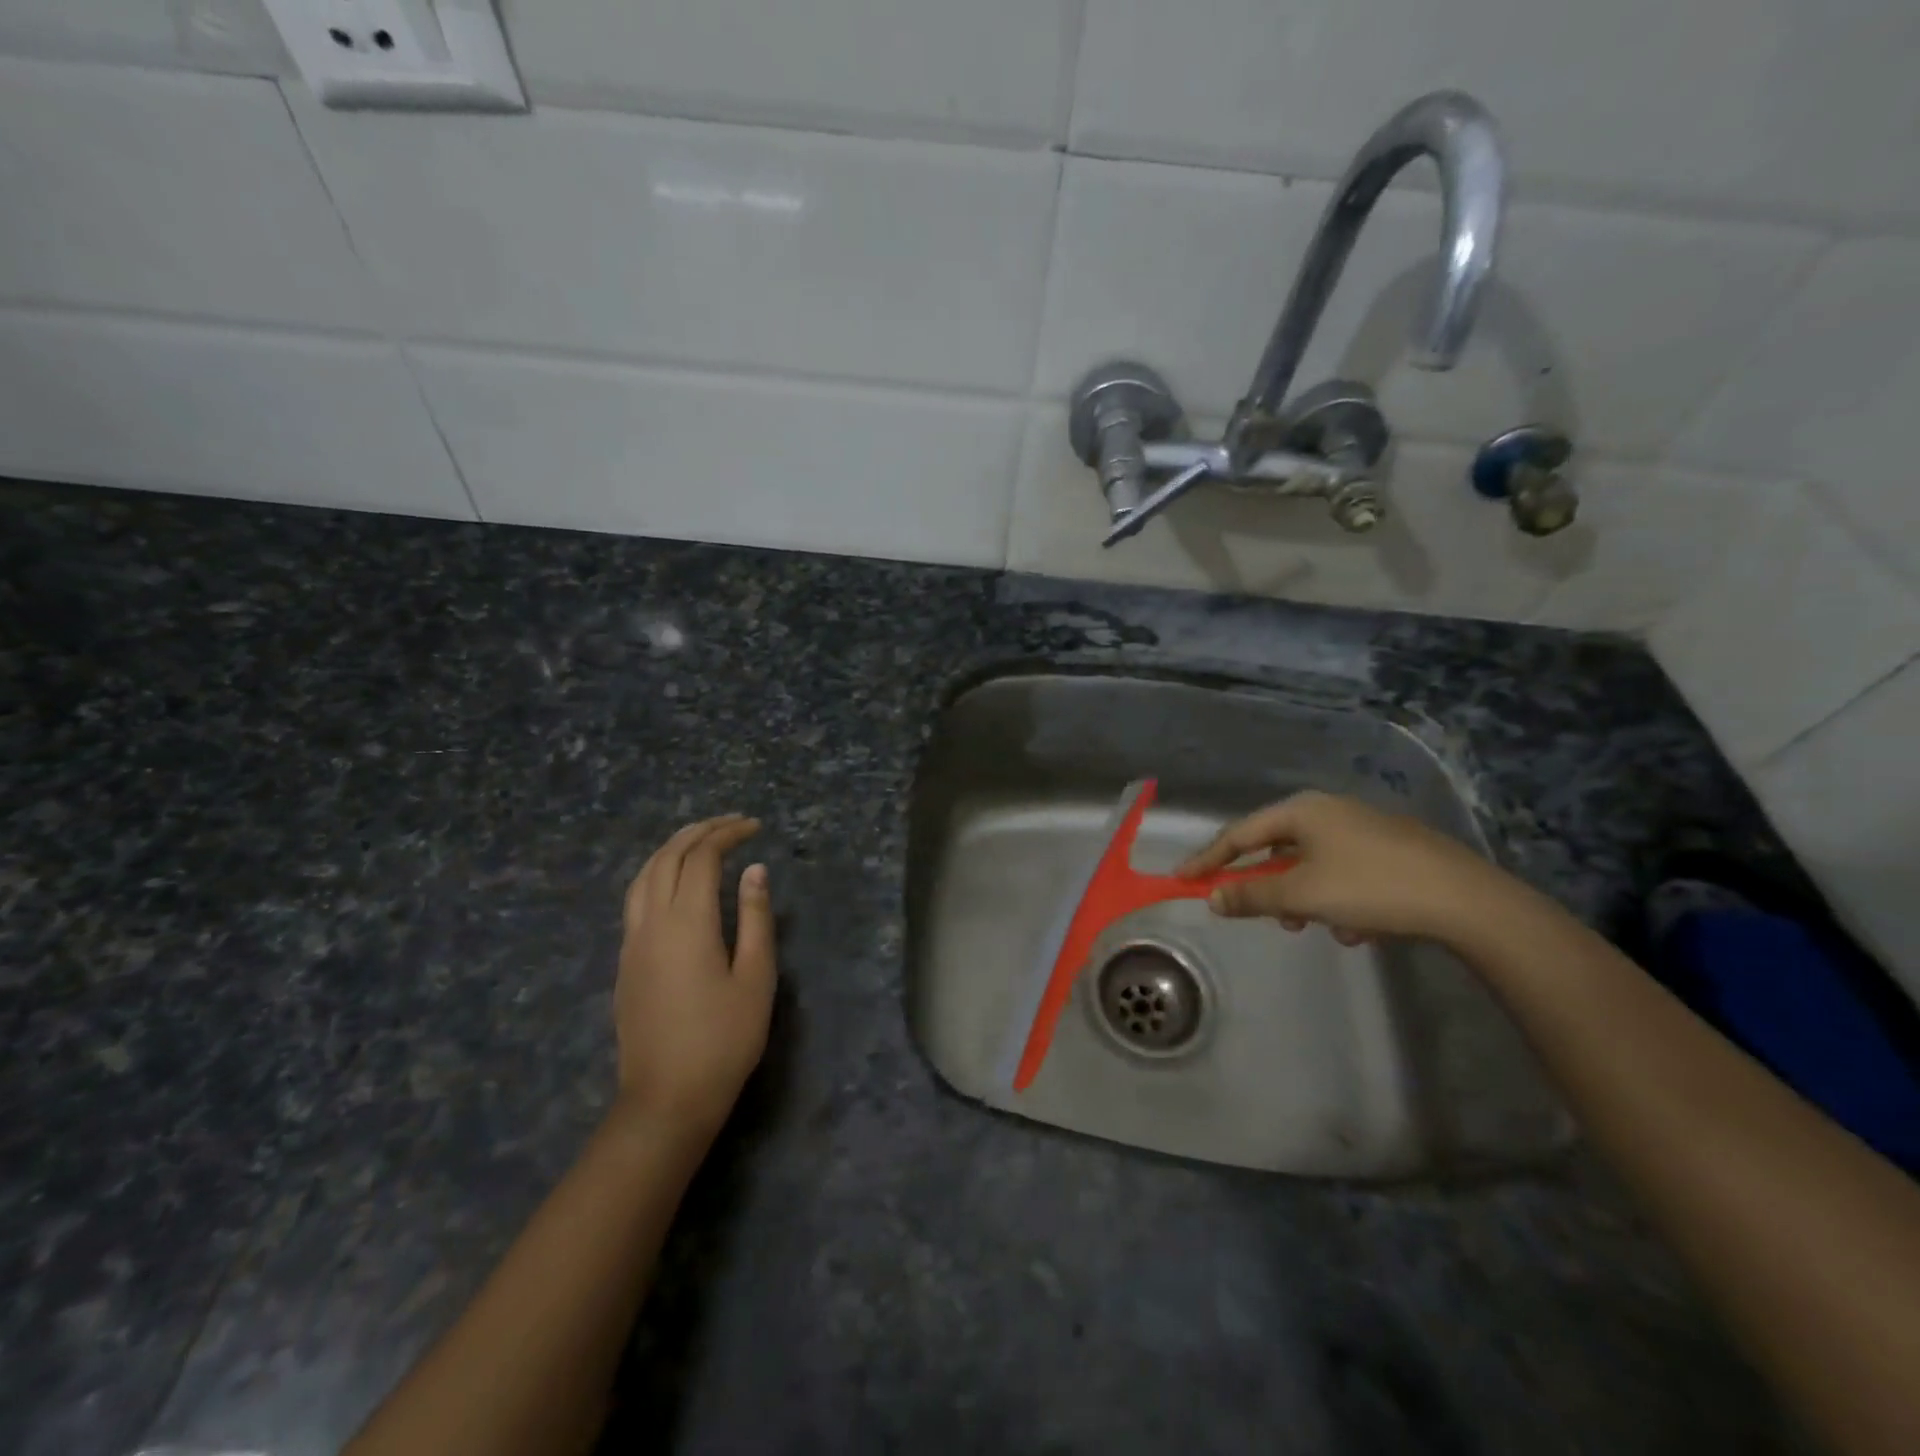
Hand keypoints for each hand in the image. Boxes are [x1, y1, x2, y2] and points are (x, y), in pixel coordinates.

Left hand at [614, 815, 776, 1140]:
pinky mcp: (625, 962)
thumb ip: (756, 918)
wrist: (667, 1099)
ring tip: (700, 840)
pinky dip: (656, 873)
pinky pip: (635, 898)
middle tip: (731, 824)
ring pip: (643, 876)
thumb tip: (754, 871)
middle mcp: (652, 922)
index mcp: (688, 922)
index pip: (702, 858)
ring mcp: (632, 942)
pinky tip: (673, 883)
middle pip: (667, 858)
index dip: (727, 835)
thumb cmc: (724, 1039)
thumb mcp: (756, 977)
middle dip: (698, 832)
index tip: (755, 827)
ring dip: (671, 849)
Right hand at [1177, 790, 1507, 946]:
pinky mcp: (1392, 850)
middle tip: (1259, 914)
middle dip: (1267, 886)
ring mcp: (1363, 828)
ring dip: (1304, 899)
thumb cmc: (1370, 888)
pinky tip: (1358, 929)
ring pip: (1313, 865)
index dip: (1208, 859)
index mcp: (1302, 810)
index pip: (1239, 834)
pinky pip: (1345, 874)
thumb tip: (1213, 898)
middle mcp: (1329, 810)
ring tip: (1314, 928)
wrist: (1466, 900)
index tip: (1182, 879)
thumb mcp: (1302, 896)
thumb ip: (1252, 896)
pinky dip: (1339, 900)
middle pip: (1277, 849)